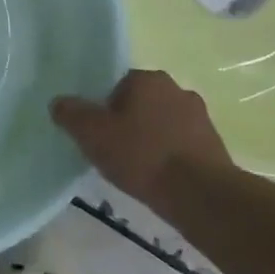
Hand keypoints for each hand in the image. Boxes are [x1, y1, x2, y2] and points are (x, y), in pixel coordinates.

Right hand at [52, 70, 234, 204]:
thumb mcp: (91, 133)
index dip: (103, 108)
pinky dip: (169, 157)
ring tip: (137, 168)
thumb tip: (59, 103)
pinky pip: (181, 145)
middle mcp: (177, 89)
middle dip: (128, 122)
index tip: (98, 133)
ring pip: (162, 124)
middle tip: (113, 150)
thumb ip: (70, 113)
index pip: (116, 85)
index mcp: (148, 79)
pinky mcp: (215, 145)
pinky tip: (159, 178)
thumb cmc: (141, 155)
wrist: (200, 194)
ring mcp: (200, 117)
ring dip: (150, 140)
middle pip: (141, 103)